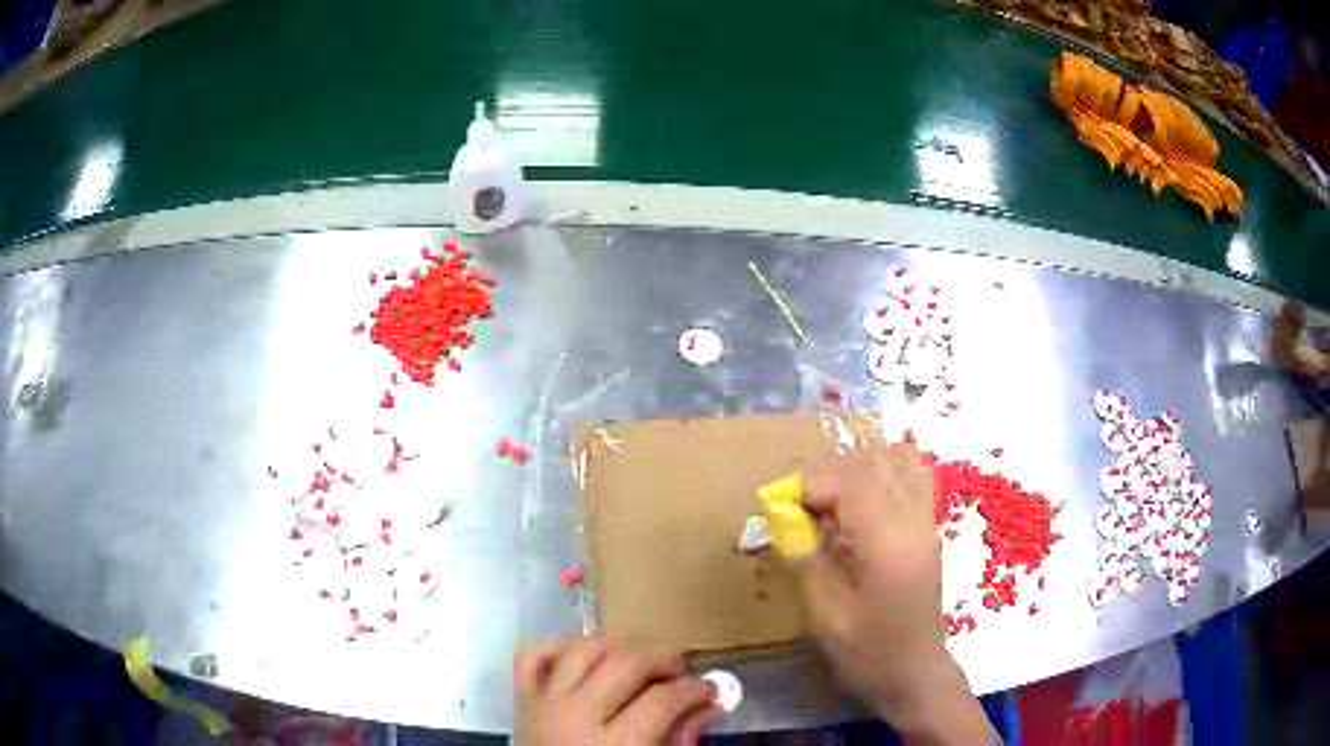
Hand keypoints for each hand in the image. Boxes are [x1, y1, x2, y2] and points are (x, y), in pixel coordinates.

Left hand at [514, 637, 716, 744]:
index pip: (663, 700)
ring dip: (616, 648)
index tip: (710, 691)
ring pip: (582, 651)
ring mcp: (544, 704)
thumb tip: (707, 707)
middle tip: (681, 672)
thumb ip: (680, 741)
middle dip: (662, 660)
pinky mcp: (521, 700)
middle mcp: (576, 716)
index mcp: (615, 745)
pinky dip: (558, 648)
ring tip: (638, 662)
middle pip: (625, 664)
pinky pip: (532, 657)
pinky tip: (585, 658)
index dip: (695, 690)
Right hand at [793, 444, 995, 743]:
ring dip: (857, 469)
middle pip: (872, 463)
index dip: (808, 484)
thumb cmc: (869, 653)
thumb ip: (805, 559)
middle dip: (827, 475)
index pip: (850, 480)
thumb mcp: (825, 615)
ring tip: (830, 501)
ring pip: (897, 459)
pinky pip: (912, 476)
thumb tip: (780, 517)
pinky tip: (861, 503)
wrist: (916, 673)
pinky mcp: (929, 527)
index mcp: (888, 542)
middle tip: (798, 508)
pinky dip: (883, 473)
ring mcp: (927, 520)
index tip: (777, 507)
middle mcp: (913, 520)